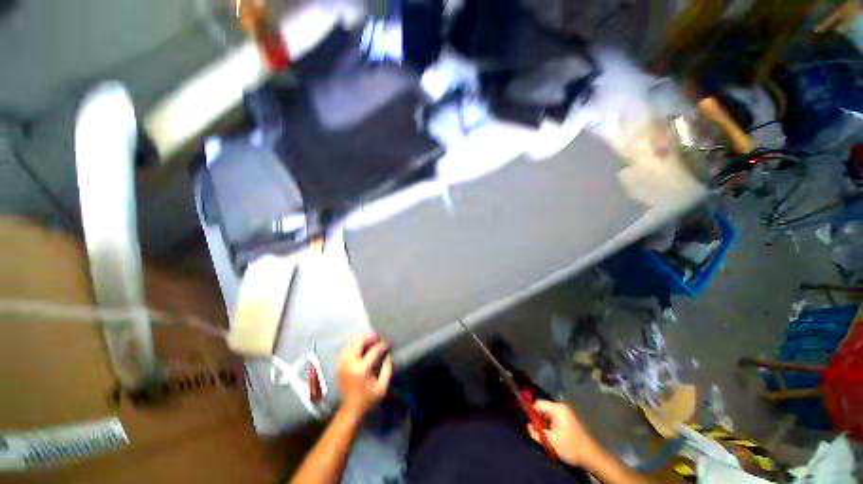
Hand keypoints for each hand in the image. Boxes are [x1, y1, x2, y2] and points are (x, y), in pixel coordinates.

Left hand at [337, 334, 392, 417]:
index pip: (373, 351)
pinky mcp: (339, 366)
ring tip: (369, 343)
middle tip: (377, 339)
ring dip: (361, 341)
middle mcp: (350, 364)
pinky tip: (360, 349)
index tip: (387, 345)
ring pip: (350, 343)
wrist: (350, 410)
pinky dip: (354, 346)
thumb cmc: (368, 400)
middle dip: (369, 338)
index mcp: (362, 370)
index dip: (382, 345)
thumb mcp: (382, 388)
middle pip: (358, 341)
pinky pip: (346, 349)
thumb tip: (388, 356)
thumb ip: (387, 370)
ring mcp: (343, 364)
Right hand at [527, 400, 598, 466]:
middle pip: (544, 408)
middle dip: (539, 419)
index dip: (531, 412)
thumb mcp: (550, 441)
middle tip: (536, 431)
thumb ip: (536, 432)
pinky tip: (553, 435)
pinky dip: (552, 425)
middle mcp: (562, 407)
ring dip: (546, 423)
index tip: (529, 423)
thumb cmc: (570, 446)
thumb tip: (528, 426)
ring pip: (550, 414)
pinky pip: (556, 418)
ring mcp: (567, 413)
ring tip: (545, 435)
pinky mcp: (571, 420)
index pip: (538, 404)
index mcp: (557, 408)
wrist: (592, 456)